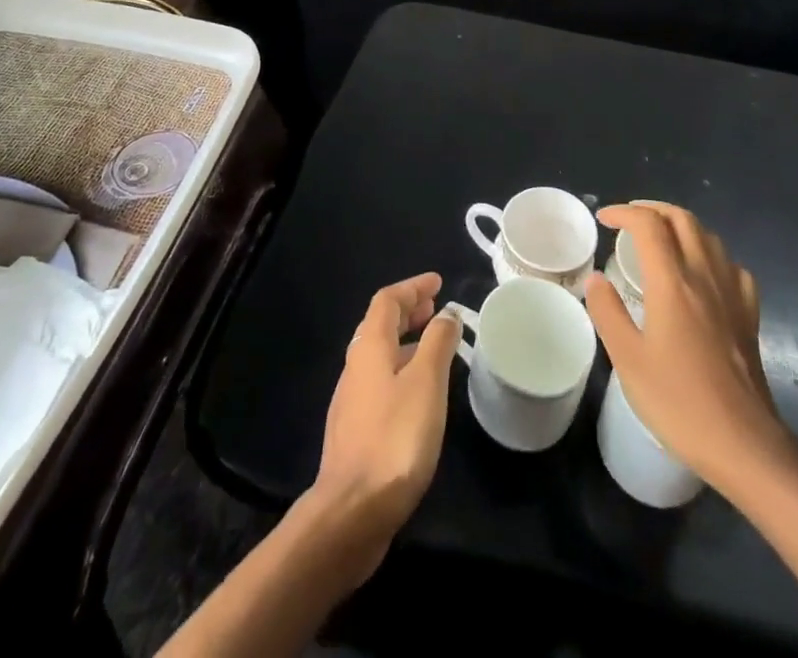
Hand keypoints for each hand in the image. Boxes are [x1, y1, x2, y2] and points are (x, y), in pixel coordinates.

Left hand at [305, 271, 461, 580]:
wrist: (351, 513)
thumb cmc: (394, 438)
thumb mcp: (426, 383)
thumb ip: (437, 342)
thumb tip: (447, 313)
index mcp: (369, 347)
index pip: (387, 300)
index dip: (412, 287)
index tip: (438, 283)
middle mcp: (355, 366)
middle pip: (379, 325)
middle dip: (408, 311)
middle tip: (436, 309)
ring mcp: (352, 400)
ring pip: (380, 355)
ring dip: (406, 341)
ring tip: (434, 346)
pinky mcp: (356, 431)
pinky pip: (380, 382)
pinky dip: (402, 370)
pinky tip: (419, 393)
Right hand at [585, 203, 792, 493]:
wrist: (744, 444)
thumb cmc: (680, 402)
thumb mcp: (628, 360)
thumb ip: (609, 313)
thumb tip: (596, 279)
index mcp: (672, 283)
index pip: (648, 225)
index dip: (624, 212)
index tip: (603, 219)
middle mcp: (704, 276)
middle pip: (683, 219)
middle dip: (653, 209)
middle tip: (629, 220)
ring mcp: (732, 294)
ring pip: (709, 236)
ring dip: (681, 226)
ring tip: (661, 239)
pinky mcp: (750, 315)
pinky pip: (732, 266)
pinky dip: (711, 255)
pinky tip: (703, 273)